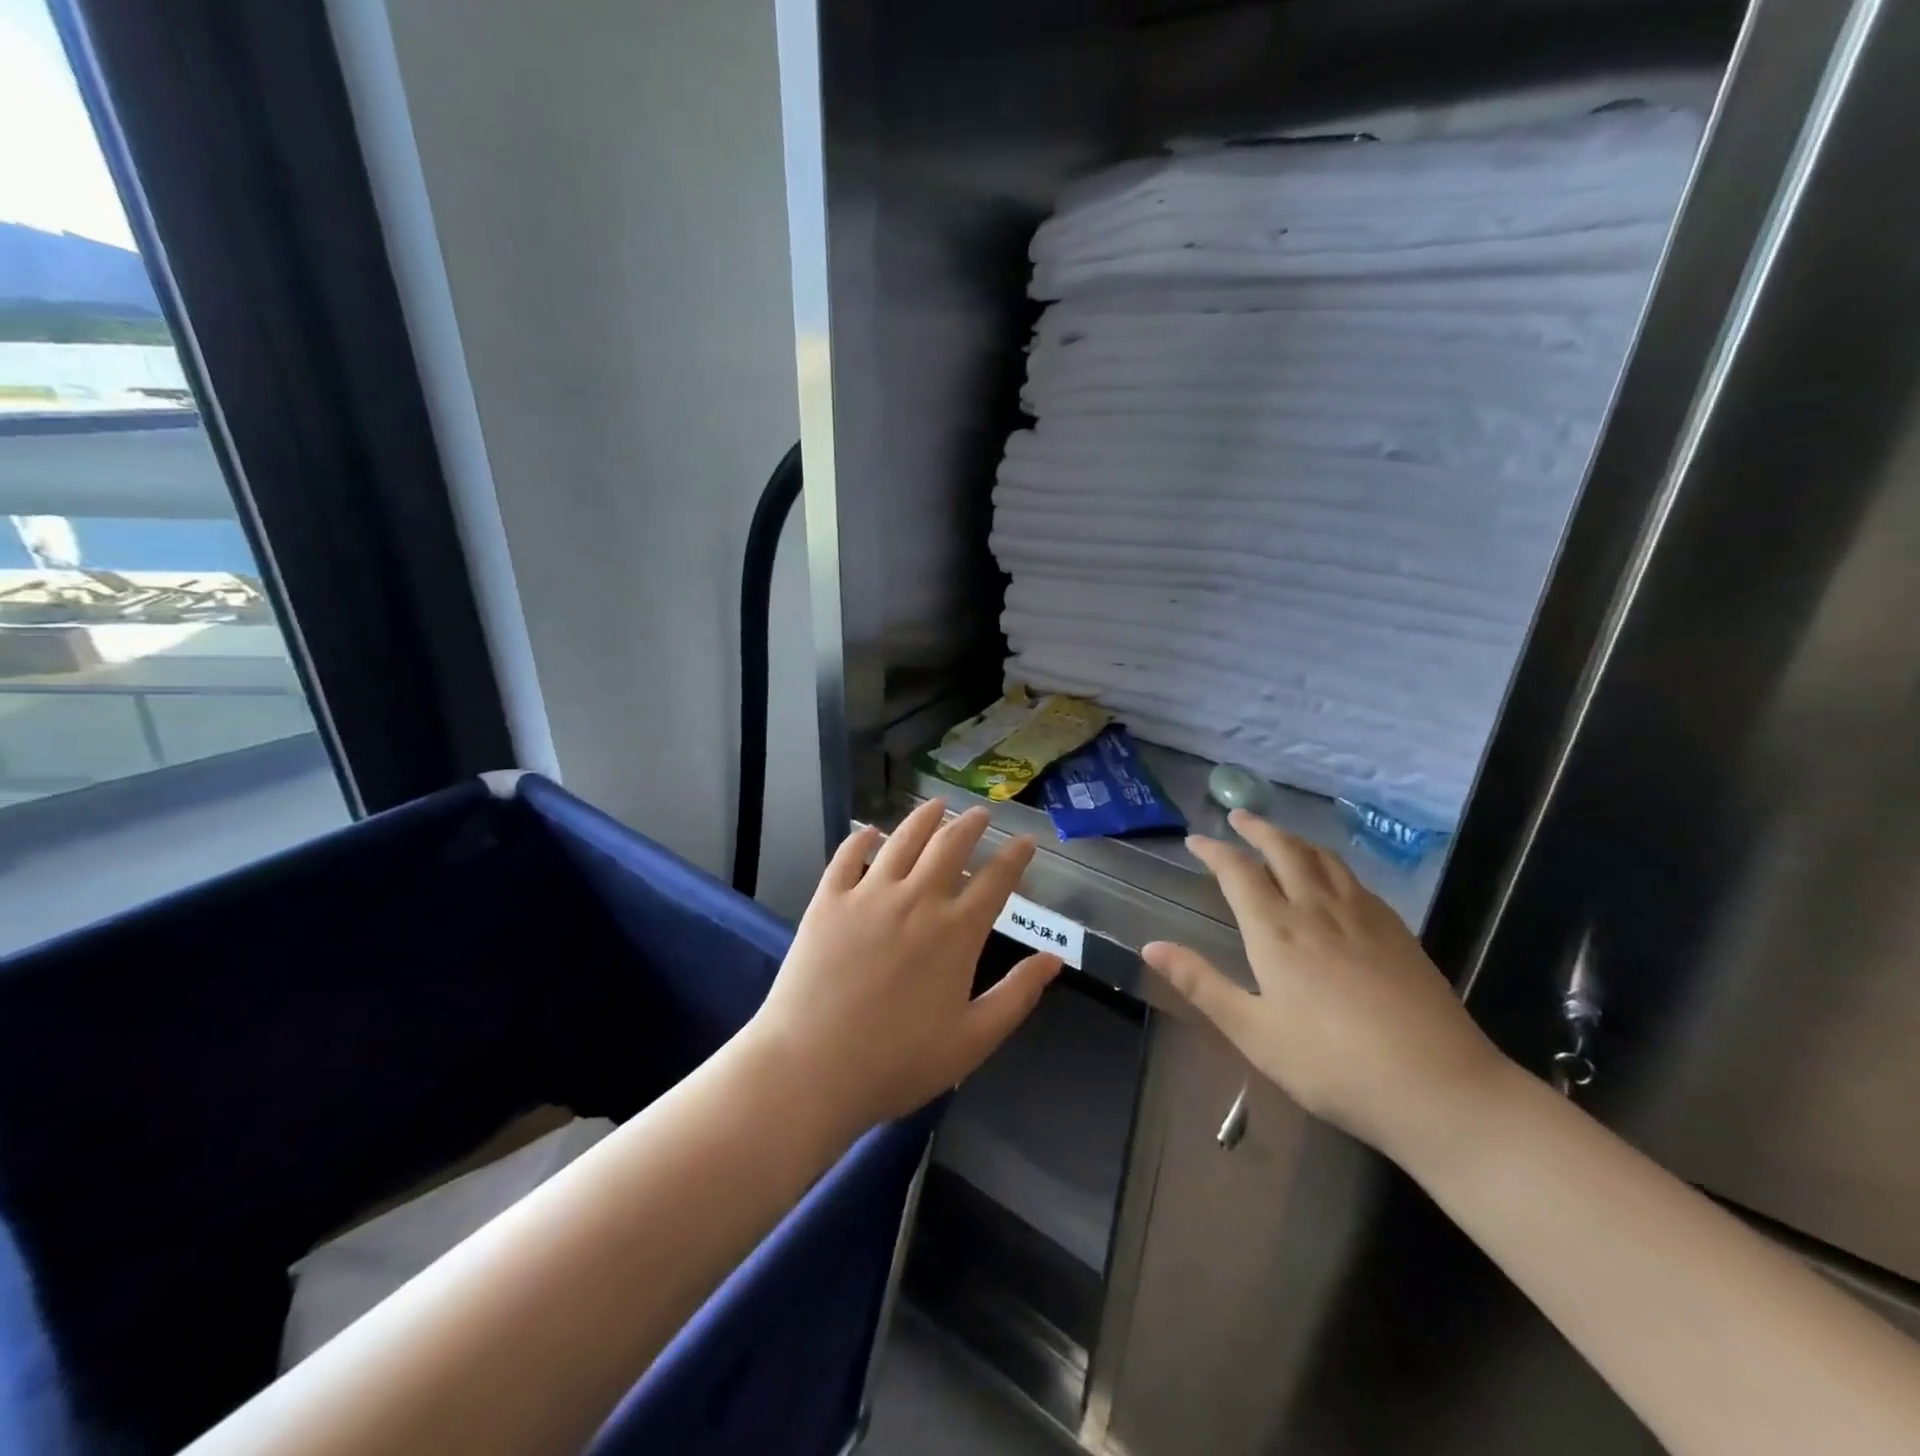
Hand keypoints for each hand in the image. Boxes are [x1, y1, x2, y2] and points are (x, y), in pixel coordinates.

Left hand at [745, 799, 1062, 1134]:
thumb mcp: (972, 1040)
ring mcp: (868, 895)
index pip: (995, 880)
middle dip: (971, 824)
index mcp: (955, 932)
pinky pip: (847, 856)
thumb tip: (1054, 960)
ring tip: (936, 805)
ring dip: (924, 818)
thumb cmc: (897, 1062)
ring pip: (902, 839)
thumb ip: (1016, 996)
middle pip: (950, 845)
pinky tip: (868, 831)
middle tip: (981, 813)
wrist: (811, 1068)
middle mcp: (916, 900)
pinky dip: (861, 838)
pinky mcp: (828, 901)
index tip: (1026, 841)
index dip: (1015, 856)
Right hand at [1142, 810, 1505, 1158]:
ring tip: (1280, 836)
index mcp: (1276, 931)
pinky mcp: (1397, 931)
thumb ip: (1201, 984)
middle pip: (1284, 850)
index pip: (1238, 872)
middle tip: (1238, 816)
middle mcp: (1317, 909)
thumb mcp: (1253, 1032)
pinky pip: (1354, 879)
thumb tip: (1150, 946)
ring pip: (1323, 858)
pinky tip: (1333, 877)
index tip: (1195, 840)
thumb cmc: (1332, 1065)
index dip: (1214, 851)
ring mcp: (1363, 916)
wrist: (1439, 1088)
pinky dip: (1330, 863)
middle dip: (1257, 828)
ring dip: (1295, 839)